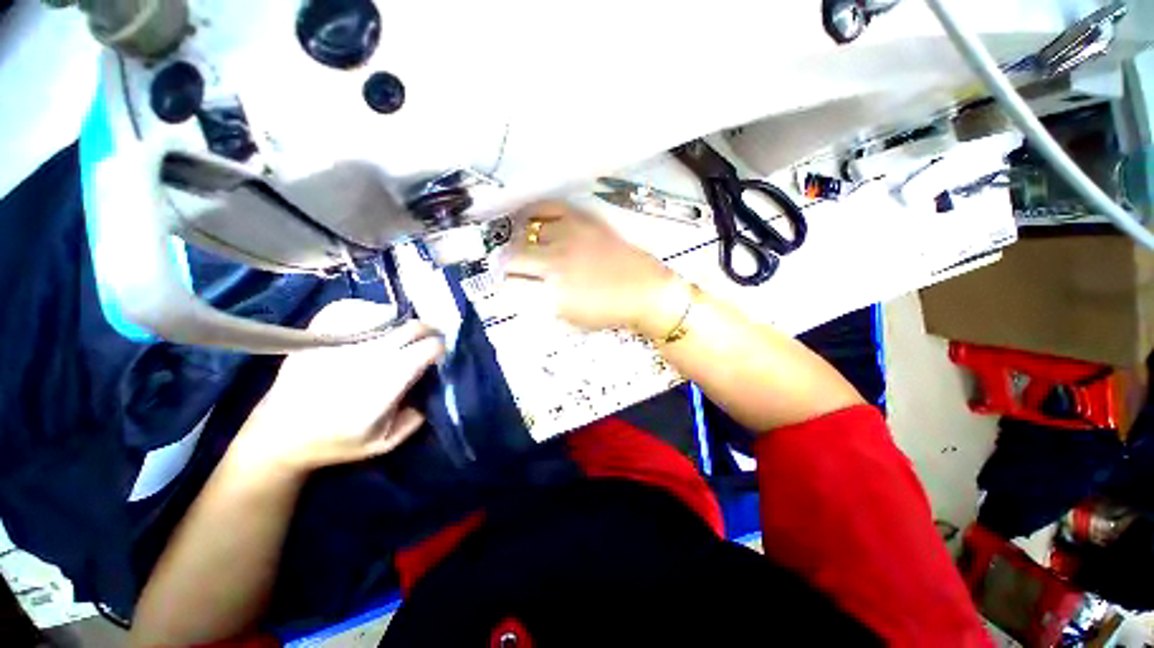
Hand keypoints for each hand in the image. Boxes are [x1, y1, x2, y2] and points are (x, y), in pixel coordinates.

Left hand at [232, 300, 445, 474]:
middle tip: (430, 340)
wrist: (277, 435)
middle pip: (411, 327)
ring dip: (403, 322)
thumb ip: (415, 417)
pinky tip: (373, 323)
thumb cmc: (334, 442)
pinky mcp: (318, 333)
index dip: (440, 348)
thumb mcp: (384, 443)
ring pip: (386, 313)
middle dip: (429, 331)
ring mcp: (339, 341)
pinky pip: (352, 307)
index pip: (426, 349)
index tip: (440, 356)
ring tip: (402, 334)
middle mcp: (364, 357)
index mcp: (383, 385)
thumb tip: (431, 386)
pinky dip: (370, 310)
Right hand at [503, 202, 678, 332]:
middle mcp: (556, 261)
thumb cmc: (609, 311)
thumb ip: (543, 305)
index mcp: (553, 292)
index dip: (506, 285)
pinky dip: (533, 212)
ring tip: (522, 245)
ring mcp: (568, 236)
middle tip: (511, 268)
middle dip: (506, 265)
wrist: (644, 290)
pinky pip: (547, 207)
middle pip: (513, 257)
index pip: (511, 284)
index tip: (508, 285)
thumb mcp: (571, 320)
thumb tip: (524, 291)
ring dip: (520, 242)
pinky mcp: (581, 220)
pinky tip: (529, 220)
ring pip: (526, 232)